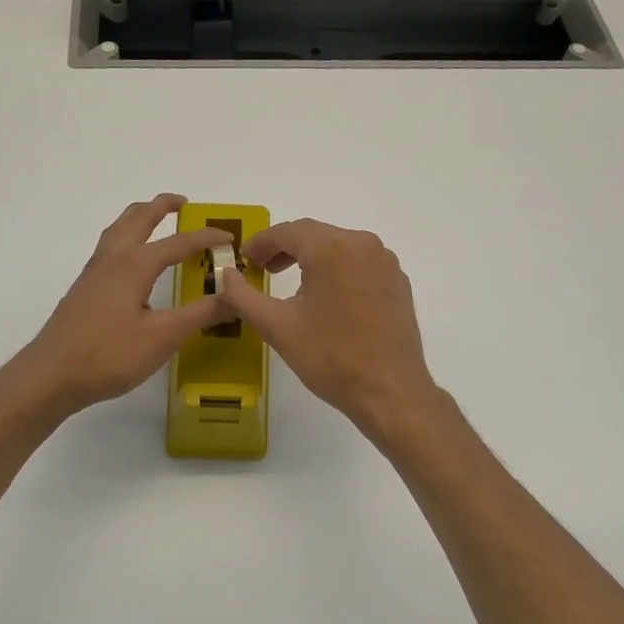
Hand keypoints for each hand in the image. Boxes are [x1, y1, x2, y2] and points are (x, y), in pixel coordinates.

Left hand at [6, 194, 231, 421]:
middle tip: (184, 203)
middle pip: (138, 218)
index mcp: (134, 264)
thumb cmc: (109, 354)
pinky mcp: (85, 288)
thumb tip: (233, 296)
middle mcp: (113, 258)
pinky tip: (132, 260)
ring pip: (119, 229)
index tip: (229, 237)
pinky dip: (127, 236)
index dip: (206, 238)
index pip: (178, 242)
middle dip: (162, 206)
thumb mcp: (163, 337)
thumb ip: (199, 314)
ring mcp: (94, 272)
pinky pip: (110, 246)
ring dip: (140, 217)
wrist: (51, 375)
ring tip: (157, 219)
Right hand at [217, 218, 440, 437]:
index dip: (262, 242)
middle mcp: (363, 245)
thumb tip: (225, 275)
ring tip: (291, 283)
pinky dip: (338, 270)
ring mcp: (385, 263)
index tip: (244, 259)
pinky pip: (360, 264)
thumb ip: (243, 296)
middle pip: (316, 235)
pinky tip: (327, 297)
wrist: (391, 392)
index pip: (289, 231)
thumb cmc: (331, 358)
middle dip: (285, 248)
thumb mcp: (278, 327)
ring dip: (312, 258)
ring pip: (340, 247)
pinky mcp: (398, 282)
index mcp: (333, 249)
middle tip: (261, 269)